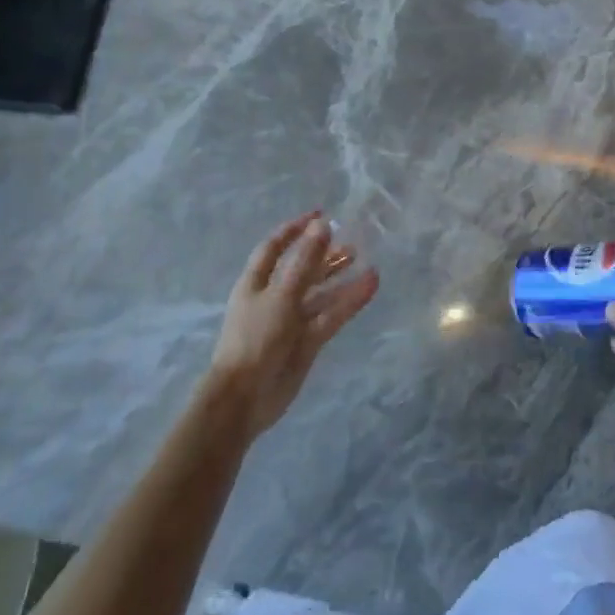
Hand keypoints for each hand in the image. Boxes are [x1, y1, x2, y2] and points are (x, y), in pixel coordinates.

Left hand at [206, 213, 378, 439]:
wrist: (244, 398)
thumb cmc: (255, 338)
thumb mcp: (281, 295)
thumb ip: (304, 261)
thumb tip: (321, 225)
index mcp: (256, 282)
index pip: (275, 247)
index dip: (295, 230)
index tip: (320, 215)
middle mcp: (273, 297)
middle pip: (300, 269)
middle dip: (322, 254)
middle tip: (350, 241)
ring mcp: (291, 321)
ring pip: (319, 293)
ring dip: (339, 276)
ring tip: (364, 259)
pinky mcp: (307, 342)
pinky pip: (331, 316)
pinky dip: (349, 301)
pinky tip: (370, 286)